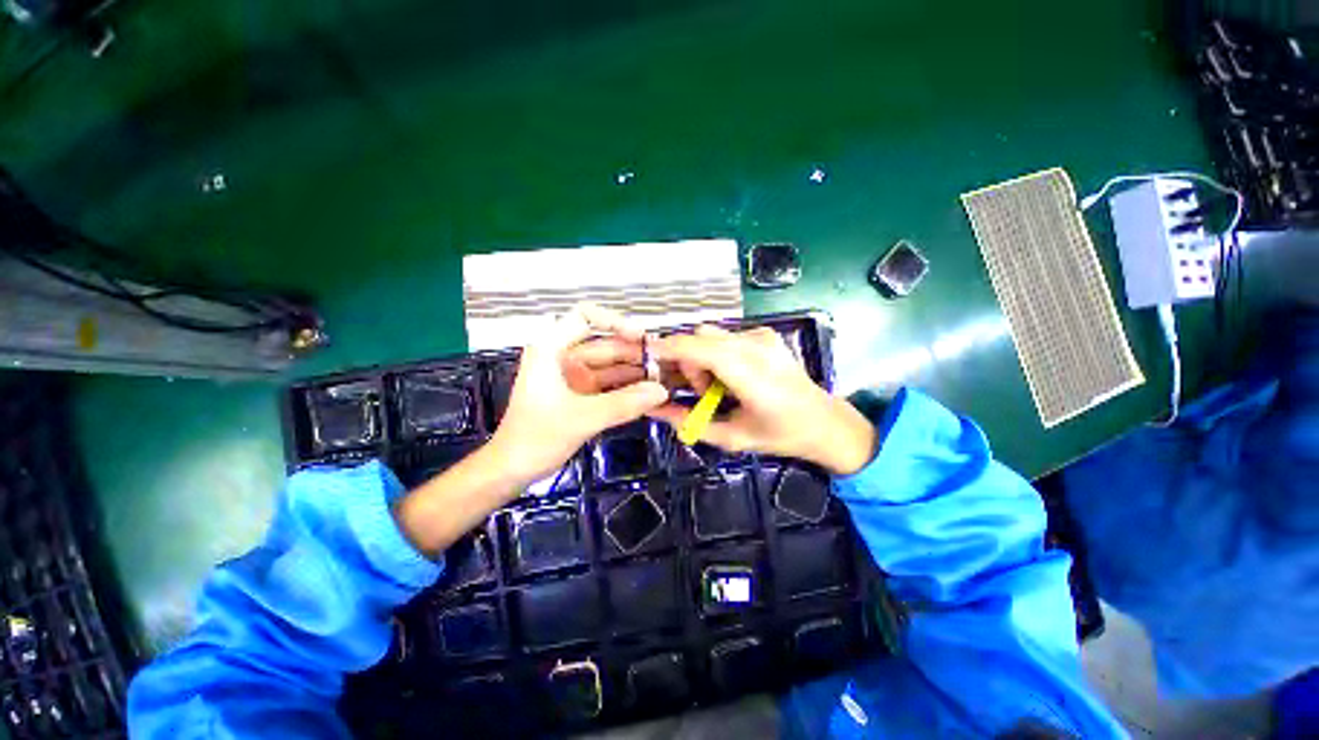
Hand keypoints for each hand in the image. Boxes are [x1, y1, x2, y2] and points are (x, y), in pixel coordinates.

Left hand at [490, 304, 668, 486]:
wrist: (513, 469)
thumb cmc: (535, 438)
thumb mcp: (581, 419)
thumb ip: (623, 404)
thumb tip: (661, 391)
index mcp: (551, 349)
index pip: (584, 316)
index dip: (614, 321)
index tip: (641, 337)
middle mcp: (563, 357)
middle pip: (604, 344)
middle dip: (634, 353)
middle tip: (664, 364)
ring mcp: (574, 376)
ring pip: (610, 366)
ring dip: (634, 371)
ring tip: (664, 378)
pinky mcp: (582, 394)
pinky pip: (610, 385)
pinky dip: (628, 388)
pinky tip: (650, 393)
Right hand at [648, 325, 877, 474]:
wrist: (825, 422)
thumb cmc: (780, 435)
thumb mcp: (732, 437)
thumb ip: (689, 423)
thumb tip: (655, 410)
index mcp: (750, 374)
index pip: (699, 347)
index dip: (669, 347)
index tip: (647, 356)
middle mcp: (756, 347)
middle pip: (701, 336)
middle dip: (688, 360)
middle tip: (699, 390)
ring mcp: (763, 337)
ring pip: (713, 335)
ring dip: (703, 357)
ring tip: (717, 386)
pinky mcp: (766, 335)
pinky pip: (727, 337)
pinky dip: (718, 353)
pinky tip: (732, 375)